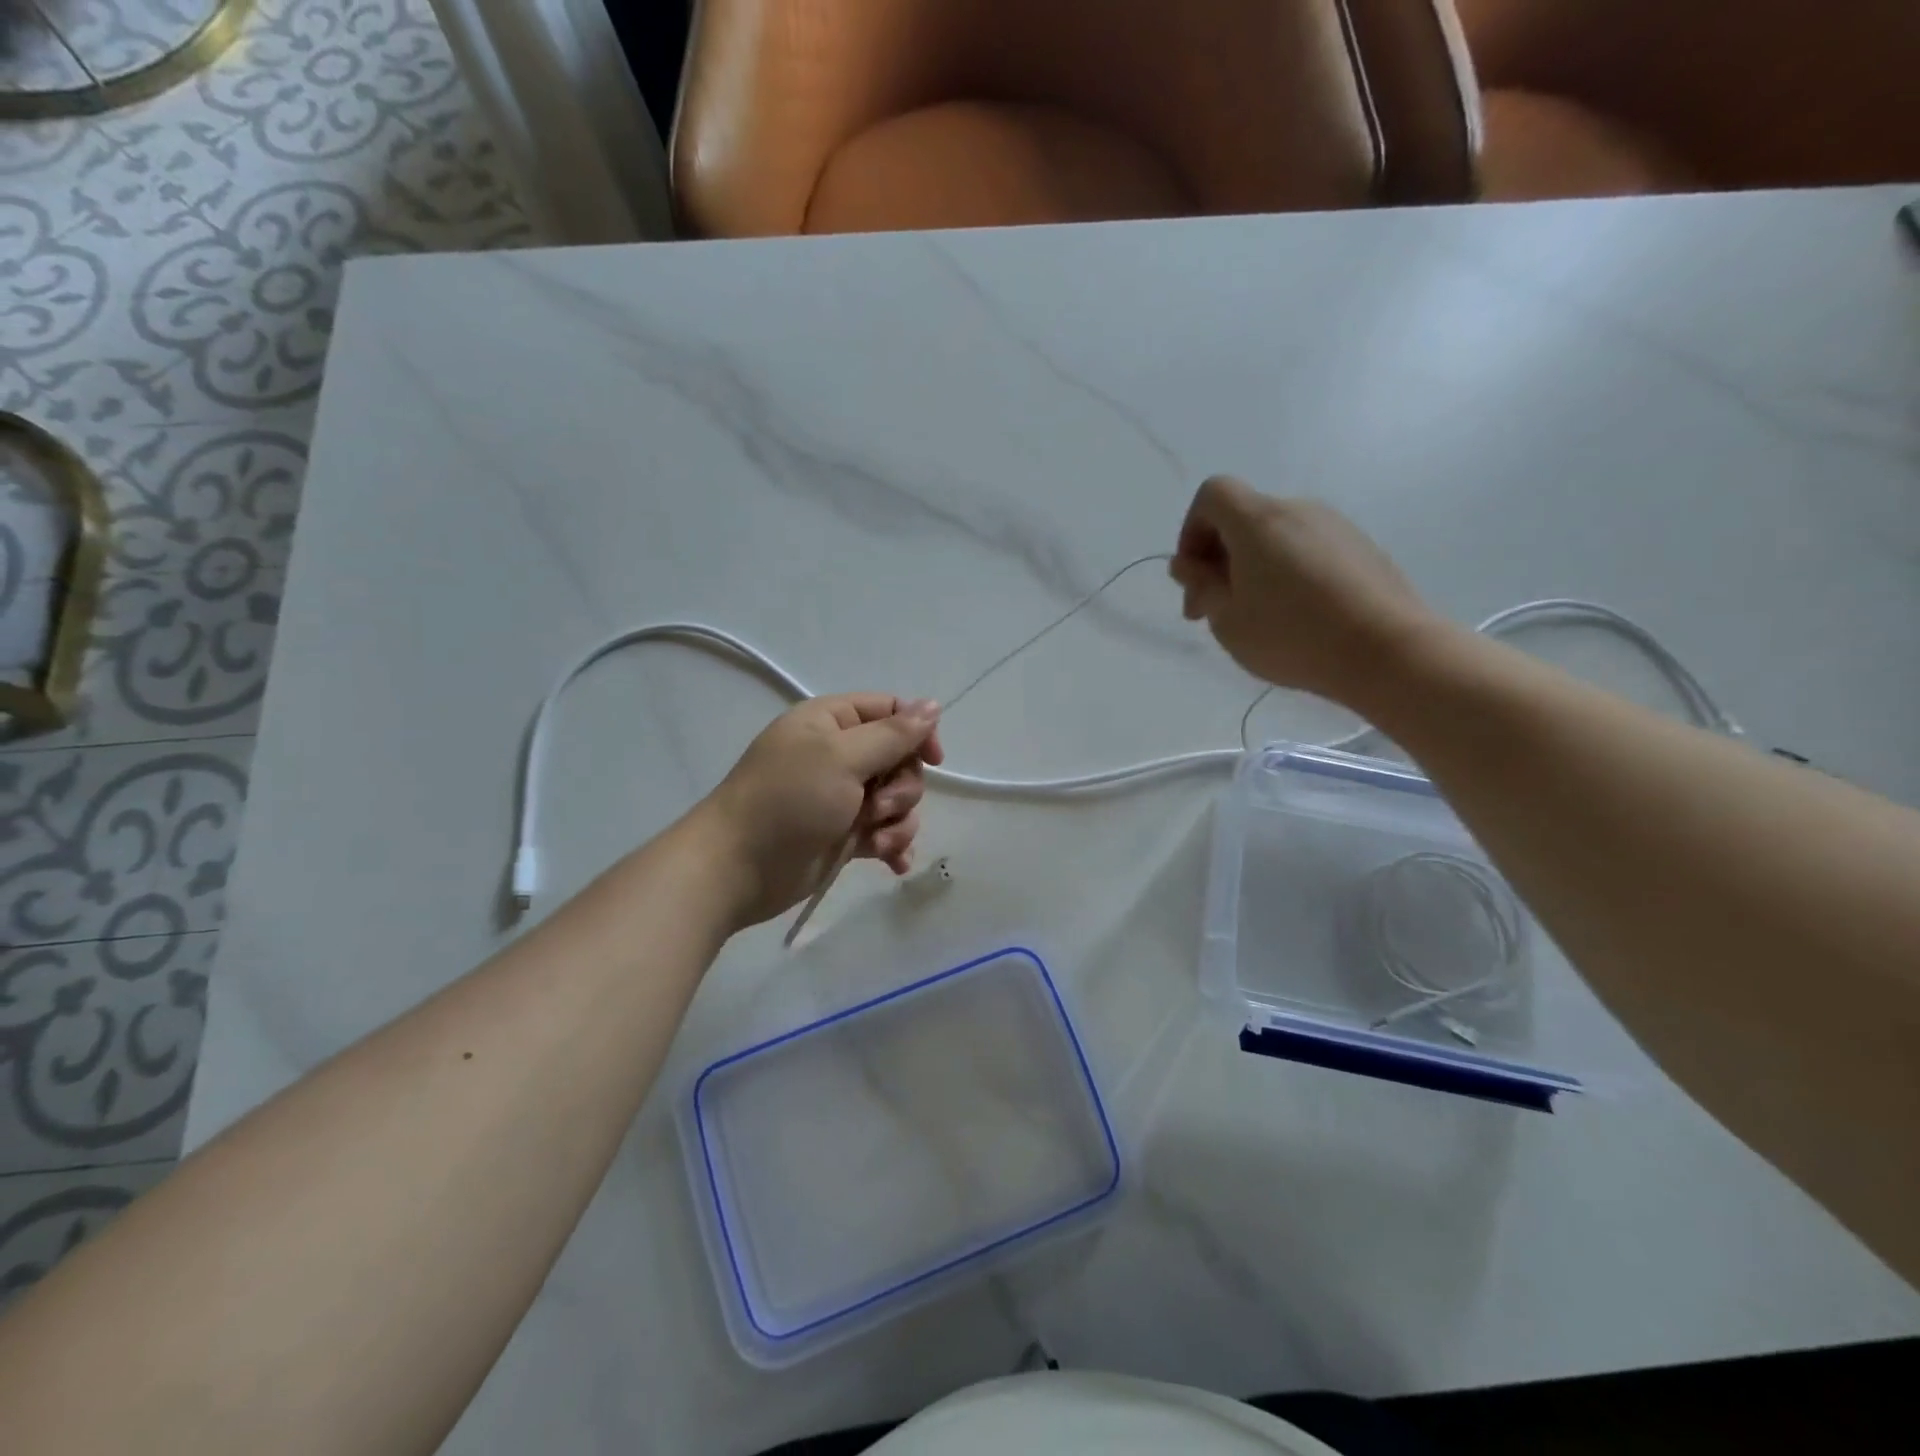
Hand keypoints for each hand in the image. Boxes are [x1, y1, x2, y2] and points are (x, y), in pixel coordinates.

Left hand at [699, 694, 943, 927]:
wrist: (737, 869)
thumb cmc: (788, 801)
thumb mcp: (842, 758)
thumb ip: (893, 734)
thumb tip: (934, 705)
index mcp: (831, 722)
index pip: (890, 711)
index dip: (917, 732)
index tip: (933, 760)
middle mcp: (838, 755)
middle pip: (900, 760)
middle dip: (901, 787)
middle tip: (876, 805)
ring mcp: (842, 797)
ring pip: (897, 800)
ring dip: (897, 822)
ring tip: (875, 841)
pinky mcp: (843, 835)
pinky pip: (885, 832)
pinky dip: (893, 845)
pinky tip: (894, 863)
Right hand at [1168, 476, 1438, 706]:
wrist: (1388, 651)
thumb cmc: (1293, 636)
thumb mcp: (1227, 620)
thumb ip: (1202, 586)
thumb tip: (1188, 564)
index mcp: (1259, 521)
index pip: (1212, 494)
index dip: (1191, 530)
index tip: (1194, 577)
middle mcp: (1298, 510)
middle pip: (1244, 518)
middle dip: (1219, 558)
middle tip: (1213, 611)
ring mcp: (1336, 527)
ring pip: (1276, 537)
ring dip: (1253, 568)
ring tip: (1257, 618)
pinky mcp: (1362, 549)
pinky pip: (1308, 550)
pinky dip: (1288, 573)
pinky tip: (1296, 617)